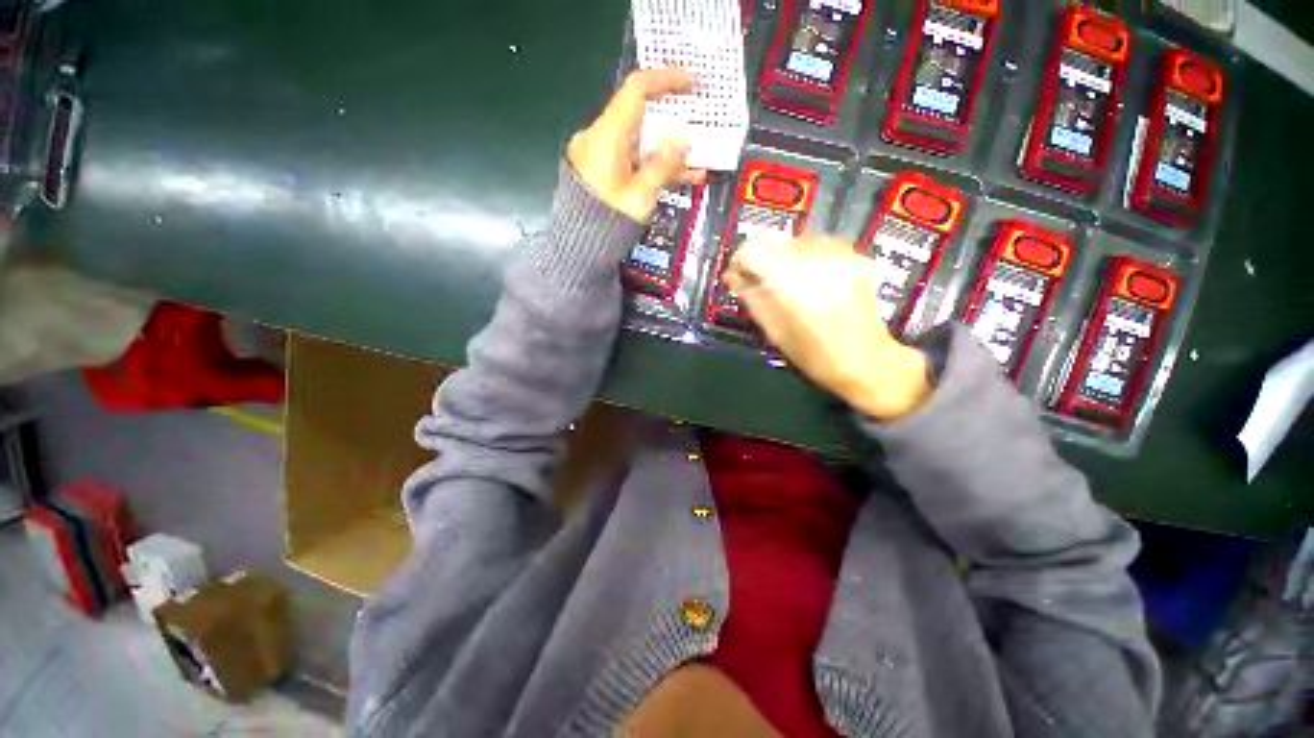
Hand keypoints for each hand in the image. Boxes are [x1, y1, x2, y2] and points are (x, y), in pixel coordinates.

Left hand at [567, 69, 699, 221]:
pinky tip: (678, 178)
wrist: (578, 250)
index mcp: (606, 136)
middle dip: (672, 124)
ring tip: (696, 163)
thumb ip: (664, 165)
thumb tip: (684, 137)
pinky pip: (631, 161)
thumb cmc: (606, 226)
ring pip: (639, 143)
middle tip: (699, 127)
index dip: (666, 80)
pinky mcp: (602, 172)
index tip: (693, 82)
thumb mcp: (641, 196)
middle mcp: (600, 138)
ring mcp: (599, 155)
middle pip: (640, 118)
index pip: (636, 90)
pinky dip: (652, 166)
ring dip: (667, 152)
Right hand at [724, 238, 932, 421]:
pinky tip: (799, 270)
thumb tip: (732, 278)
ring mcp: (838, 257)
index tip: (733, 273)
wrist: (868, 362)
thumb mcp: (775, 332)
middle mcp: (817, 263)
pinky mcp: (853, 256)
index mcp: (793, 286)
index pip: (755, 254)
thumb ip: (752, 300)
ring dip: (778, 253)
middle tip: (750, 273)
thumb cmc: (816, 357)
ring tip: (774, 274)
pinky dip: (801, 253)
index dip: (739, 260)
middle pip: (775, 241)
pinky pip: (816, 243)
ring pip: (795, 240)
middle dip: (757, 254)